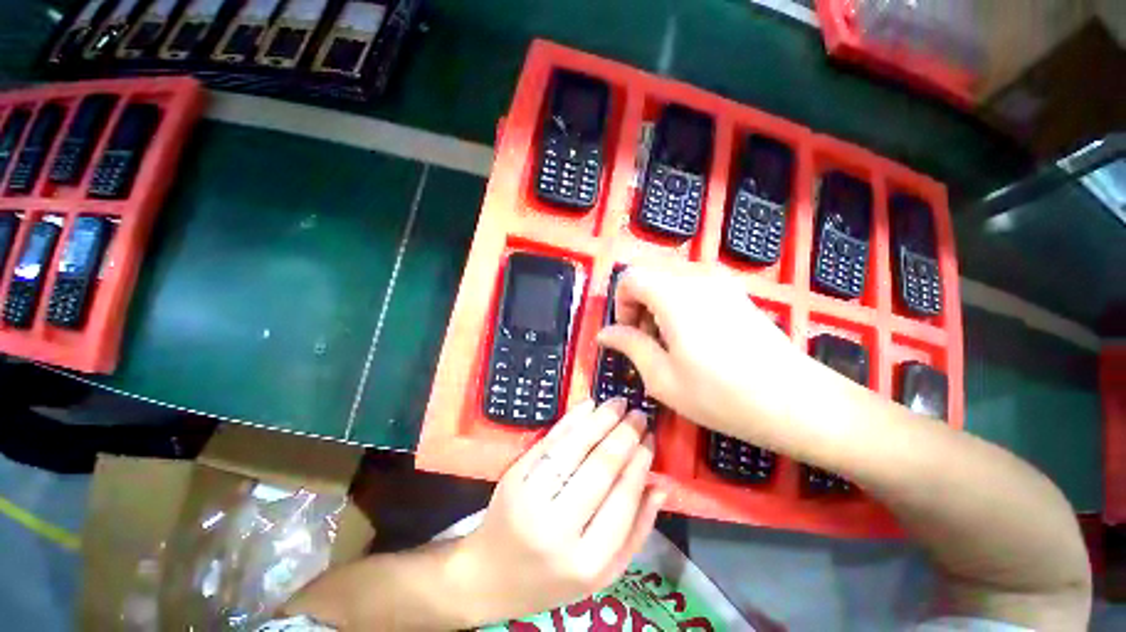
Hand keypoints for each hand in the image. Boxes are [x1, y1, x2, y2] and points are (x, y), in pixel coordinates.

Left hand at [455, 399, 664, 623]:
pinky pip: (549, 442)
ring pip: (574, 448)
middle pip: (600, 468)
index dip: (640, 463)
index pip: (623, 498)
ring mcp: (530, 499)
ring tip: (619, 403)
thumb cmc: (554, 578)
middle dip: (624, 434)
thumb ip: (637, 531)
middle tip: (639, 414)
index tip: (650, 439)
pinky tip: (589, 406)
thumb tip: (660, 485)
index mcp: (588, 561)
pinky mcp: (514, 477)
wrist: (492, 575)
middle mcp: (558, 529)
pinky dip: (572, 420)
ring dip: (600, 420)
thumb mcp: (604, 572)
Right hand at [596, 266, 800, 436]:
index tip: (629, 334)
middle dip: (637, 303)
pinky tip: (693, 336)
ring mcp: (721, 282)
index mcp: (674, 295)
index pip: (630, 277)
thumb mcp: (663, 377)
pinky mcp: (736, 293)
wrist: (798, 403)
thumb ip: (629, 346)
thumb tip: (604, 333)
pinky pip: (693, 285)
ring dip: (657, 303)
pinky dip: (679, 303)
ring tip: (669, 341)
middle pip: (649, 273)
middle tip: (646, 340)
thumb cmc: (722, 395)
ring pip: (670, 279)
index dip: (620, 304)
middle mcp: (697, 277)